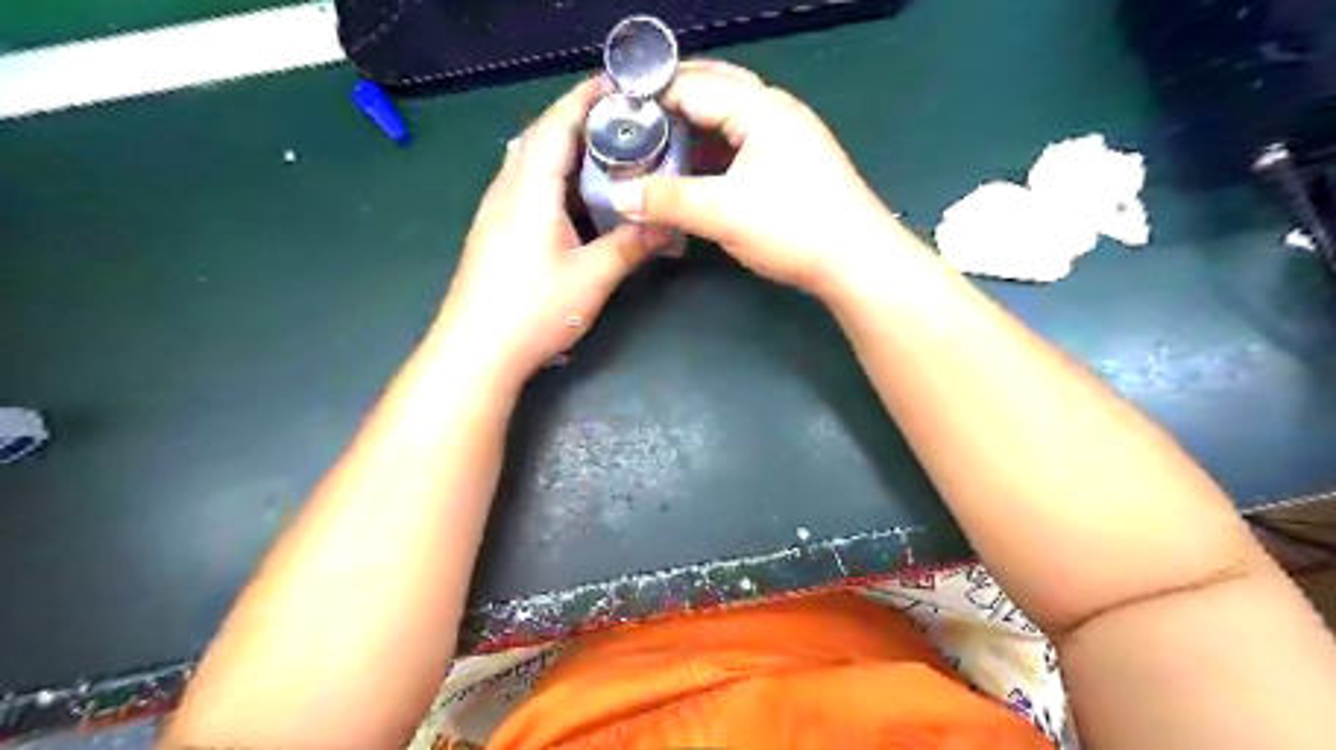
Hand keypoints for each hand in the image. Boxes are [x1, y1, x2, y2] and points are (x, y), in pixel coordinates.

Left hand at [441, 77, 668, 381]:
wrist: (476, 351)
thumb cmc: (533, 310)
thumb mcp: (592, 279)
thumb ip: (630, 247)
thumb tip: (664, 227)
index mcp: (530, 192)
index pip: (555, 126)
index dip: (583, 99)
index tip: (617, 87)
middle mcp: (506, 191)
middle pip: (539, 138)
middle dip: (577, 122)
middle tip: (621, 125)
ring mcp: (495, 212)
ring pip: (530, 162)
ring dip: (564, 150)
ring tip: (604, 155)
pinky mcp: (494, 232)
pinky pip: (525, 187)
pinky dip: (554, 178)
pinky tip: (576, 199)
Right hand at [608, 59, 900, 298]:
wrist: (856, 261)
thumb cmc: (792, 227)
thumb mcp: (721, 213)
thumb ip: (667, 200)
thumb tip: (620, 195)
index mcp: (759, 106)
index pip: (691, 85)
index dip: (649, 98)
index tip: (614, 117)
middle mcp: (775, 110)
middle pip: (713, 91)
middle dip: (671, 107)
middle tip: (634, 127)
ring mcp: (788, 136)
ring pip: (728, 119)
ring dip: (693, 130)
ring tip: (656, 148)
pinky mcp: (793, 164)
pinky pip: (742, 144)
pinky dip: (714, 152)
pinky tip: (694, 171)